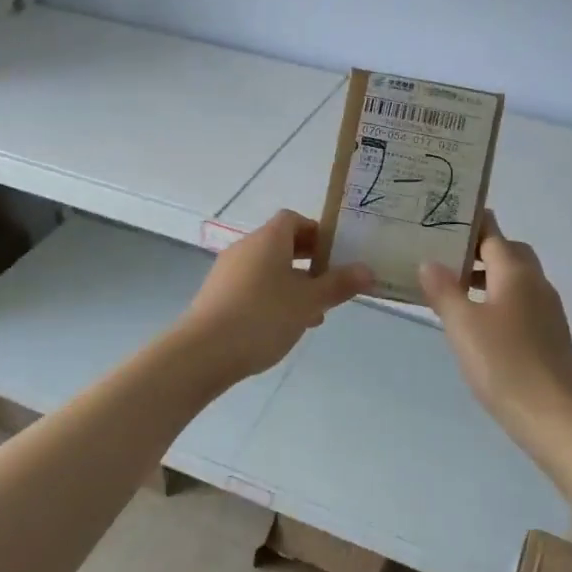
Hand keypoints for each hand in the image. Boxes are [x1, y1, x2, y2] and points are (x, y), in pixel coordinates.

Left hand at [175, 211, 371, 385]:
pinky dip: (272, 298)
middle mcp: (245, 248)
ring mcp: (227, 272)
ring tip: (314, 313)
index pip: (293, 220)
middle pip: (281, 244)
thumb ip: (338, 285)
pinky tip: (284, 327)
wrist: (203, 352)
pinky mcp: (217, 296)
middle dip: (308, 262)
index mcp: (268, 239)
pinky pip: (252, 287)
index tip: (336, 254)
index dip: (316, 232)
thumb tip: (367, 270)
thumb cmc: (262, 317)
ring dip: (292, 284)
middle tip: (331, 284)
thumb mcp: (308, 302)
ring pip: (268, 269)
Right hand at [419, 212, 571, 450]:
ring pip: (516, 280)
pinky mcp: (549, 335)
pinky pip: (521, 304)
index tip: (443, 221)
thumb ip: (443, 290)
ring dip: (489, 278)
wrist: (553, 415)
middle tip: (446, 258)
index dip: (470, 225)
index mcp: (517, 273)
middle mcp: (536, 284)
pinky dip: (499, 301)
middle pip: (509, 253)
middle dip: (480, 251)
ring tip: (454, 291)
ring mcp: (547, 311)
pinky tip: (478, 325)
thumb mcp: (462, 325)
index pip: (493, 234)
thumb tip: (429, 261)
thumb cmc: (503, 363)